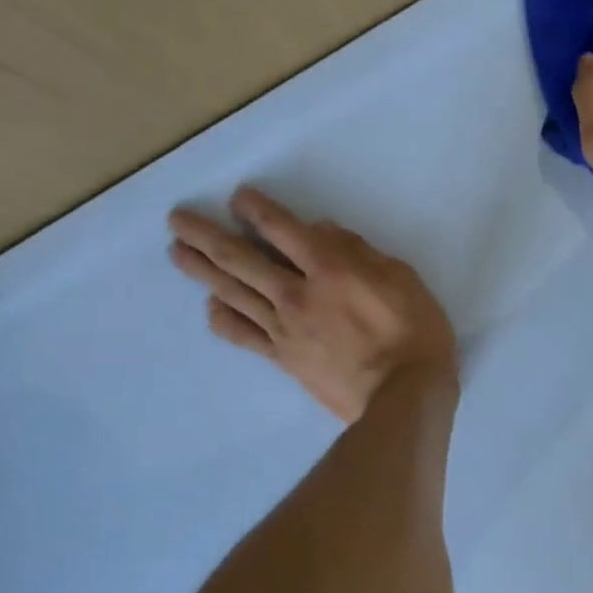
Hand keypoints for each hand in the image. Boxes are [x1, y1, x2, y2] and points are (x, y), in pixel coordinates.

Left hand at [167, 188, 455, 422]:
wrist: (404, 396)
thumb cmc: (415, 332)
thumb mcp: (402, 278)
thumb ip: (359, 252)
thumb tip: (321, 231)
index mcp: (330, 268)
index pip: (282, 229)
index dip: (256, 209)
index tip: (238, 197)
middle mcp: (296, 293)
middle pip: (241, 259)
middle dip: (207, 235)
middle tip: (177, 220)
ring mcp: (284, 329)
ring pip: (233, 293)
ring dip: (202, 270)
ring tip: (178, 252)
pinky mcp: (283, 358)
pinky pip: (243, 335)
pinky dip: (223, 318)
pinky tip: (211, 307)